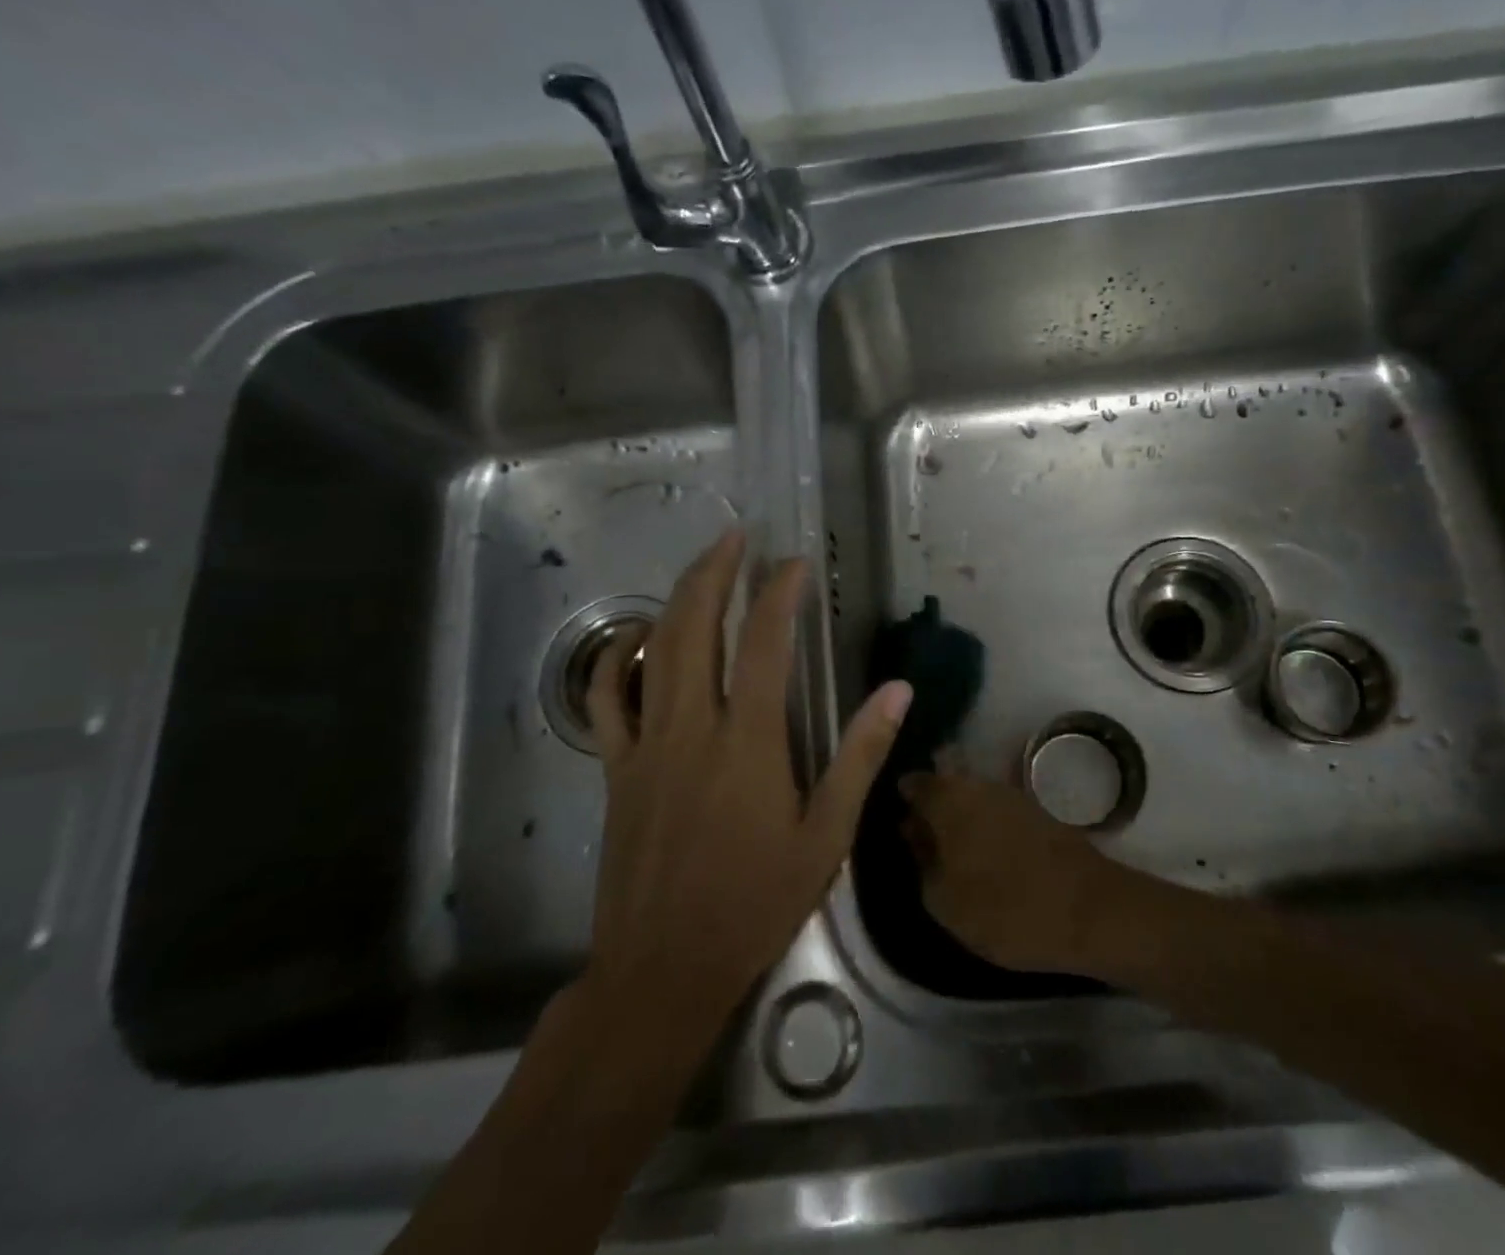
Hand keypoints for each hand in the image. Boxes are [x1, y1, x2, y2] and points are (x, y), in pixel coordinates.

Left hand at [581, 528, 912, 1028]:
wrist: (662, 969)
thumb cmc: (755, 904)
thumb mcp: (826, 836)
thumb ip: (859, 756)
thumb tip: (897, 691)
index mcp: (749, 741)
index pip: (766, 644)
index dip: (780, 593)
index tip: (795, 563)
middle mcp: (692, 727)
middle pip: (698, 626)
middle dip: (716, 572)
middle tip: (736, 536)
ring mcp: (646, 744)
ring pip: (654, 650)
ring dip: (677, 599)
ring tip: (700, 568)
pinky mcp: (616, 767)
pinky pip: (607, 698)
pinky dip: (619, 658)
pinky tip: (637, 638)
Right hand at [899, 770, 1135, 976]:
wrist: (1090, 911)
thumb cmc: (1005, 909)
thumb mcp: (944, 900)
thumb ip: (922, 860)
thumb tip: (913, 831)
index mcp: (947, 799)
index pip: (914, 783)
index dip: (903, 799)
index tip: (896, 818)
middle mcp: (977, 784)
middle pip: (945, 782)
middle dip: (933, 803)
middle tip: (923, 836)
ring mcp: (1011, 793)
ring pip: (973, 794)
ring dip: (961, 813)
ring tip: (953, 848)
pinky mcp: (1037, 810)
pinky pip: (997, 808)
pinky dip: (986, 823)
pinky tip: (985, 849)